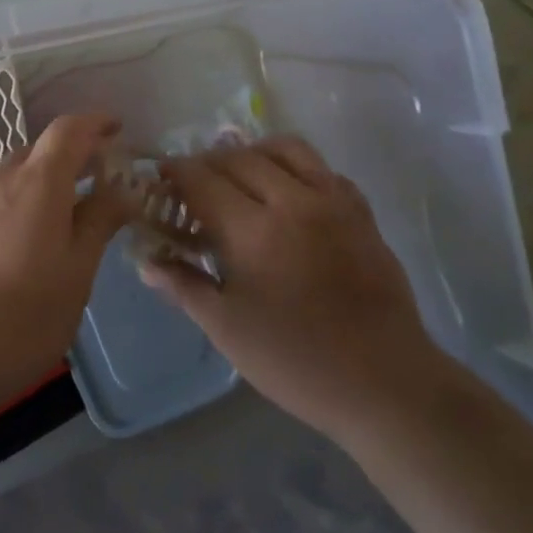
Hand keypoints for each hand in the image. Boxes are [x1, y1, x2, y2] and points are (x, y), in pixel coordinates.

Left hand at [0, 113, 131, 417]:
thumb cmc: (20, 318)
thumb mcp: (75, 274)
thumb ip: (99, 223)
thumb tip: (122, 190)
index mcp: (36, 182)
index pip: (68, 130)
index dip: (95, 123)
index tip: (117, 129)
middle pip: (38, 153)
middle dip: (70, 162)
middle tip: (97, 189)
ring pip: (12, 178)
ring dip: (40, 189)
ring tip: (60, 227)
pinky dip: (14, 208)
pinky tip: (20, 248)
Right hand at [141, 136, 436, 434]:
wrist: (386, 384)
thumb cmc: (297, 361)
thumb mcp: (227, 330)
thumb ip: (184, 286)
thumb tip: (146, 260)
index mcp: (254, 230)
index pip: (202, 179)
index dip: (175, 173)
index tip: (160, 179)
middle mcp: (293, 201)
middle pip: (239, 156)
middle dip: (207, 162)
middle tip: (193, 184)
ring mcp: (333, 201)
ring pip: (285, 148)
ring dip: (252, 152)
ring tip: (239, 175)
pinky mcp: (361, 211)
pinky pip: (322, 167)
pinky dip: (295, 167)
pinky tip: (287, 193)